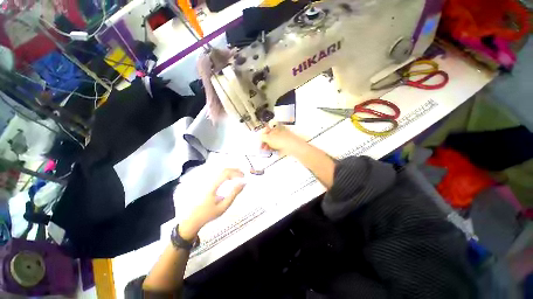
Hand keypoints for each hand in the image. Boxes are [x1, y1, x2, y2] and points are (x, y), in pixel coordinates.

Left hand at [180, 169, 244, 239]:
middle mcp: (210, 181)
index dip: (236, 173)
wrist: (194, 218)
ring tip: (239, 176)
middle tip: (244, 175)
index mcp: (213, 186)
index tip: (244, 177)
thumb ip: (234, 194)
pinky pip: (219, 174)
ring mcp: (208, 181)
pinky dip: (227, 173)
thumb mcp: (224, 206)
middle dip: (235, 170)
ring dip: (232, 171)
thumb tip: (243, 183)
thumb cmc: (209, 213)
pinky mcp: (208, 183)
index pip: (226, 174)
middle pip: (224, 170)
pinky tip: (232, 177)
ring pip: (221, 171)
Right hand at [260, 125, 305, 155]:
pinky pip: (279, 146)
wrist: (294, 147)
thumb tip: (260, 137)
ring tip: (266, 151)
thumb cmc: (280, 141)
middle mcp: (280, 131)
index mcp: (276, 127)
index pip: (267, 130)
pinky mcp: (287, 144)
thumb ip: (263, 137)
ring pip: (274, 142)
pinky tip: (273, 152)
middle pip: (270, 136)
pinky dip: (275, 148)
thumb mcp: (269, 138)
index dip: (262, 136)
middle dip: (265, 142)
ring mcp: (284, 138)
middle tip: (262, 148)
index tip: (259, 141)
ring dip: (269, 146)